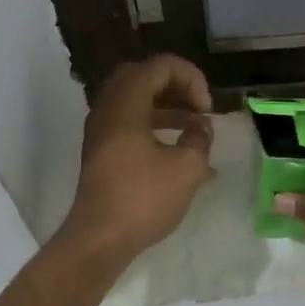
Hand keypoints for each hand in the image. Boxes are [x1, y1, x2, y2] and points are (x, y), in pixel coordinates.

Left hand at [58, 55, 214, 262]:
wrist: (98, 240)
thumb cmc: (142, 199)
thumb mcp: (187, 169)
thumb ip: (199, 139)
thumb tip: (199, 127)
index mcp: (125, 104)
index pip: (160, 66)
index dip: (191, 78)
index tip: (206, 109)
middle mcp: (108, 109)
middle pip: (142, 77)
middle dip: (175, 86)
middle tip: (197, 107)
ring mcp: (100, 131)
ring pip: (135, 101)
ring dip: (166, 106)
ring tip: (195, 128)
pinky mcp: (101, 151)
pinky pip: (129, 122)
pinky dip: (154, 125)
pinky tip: (178, 151)